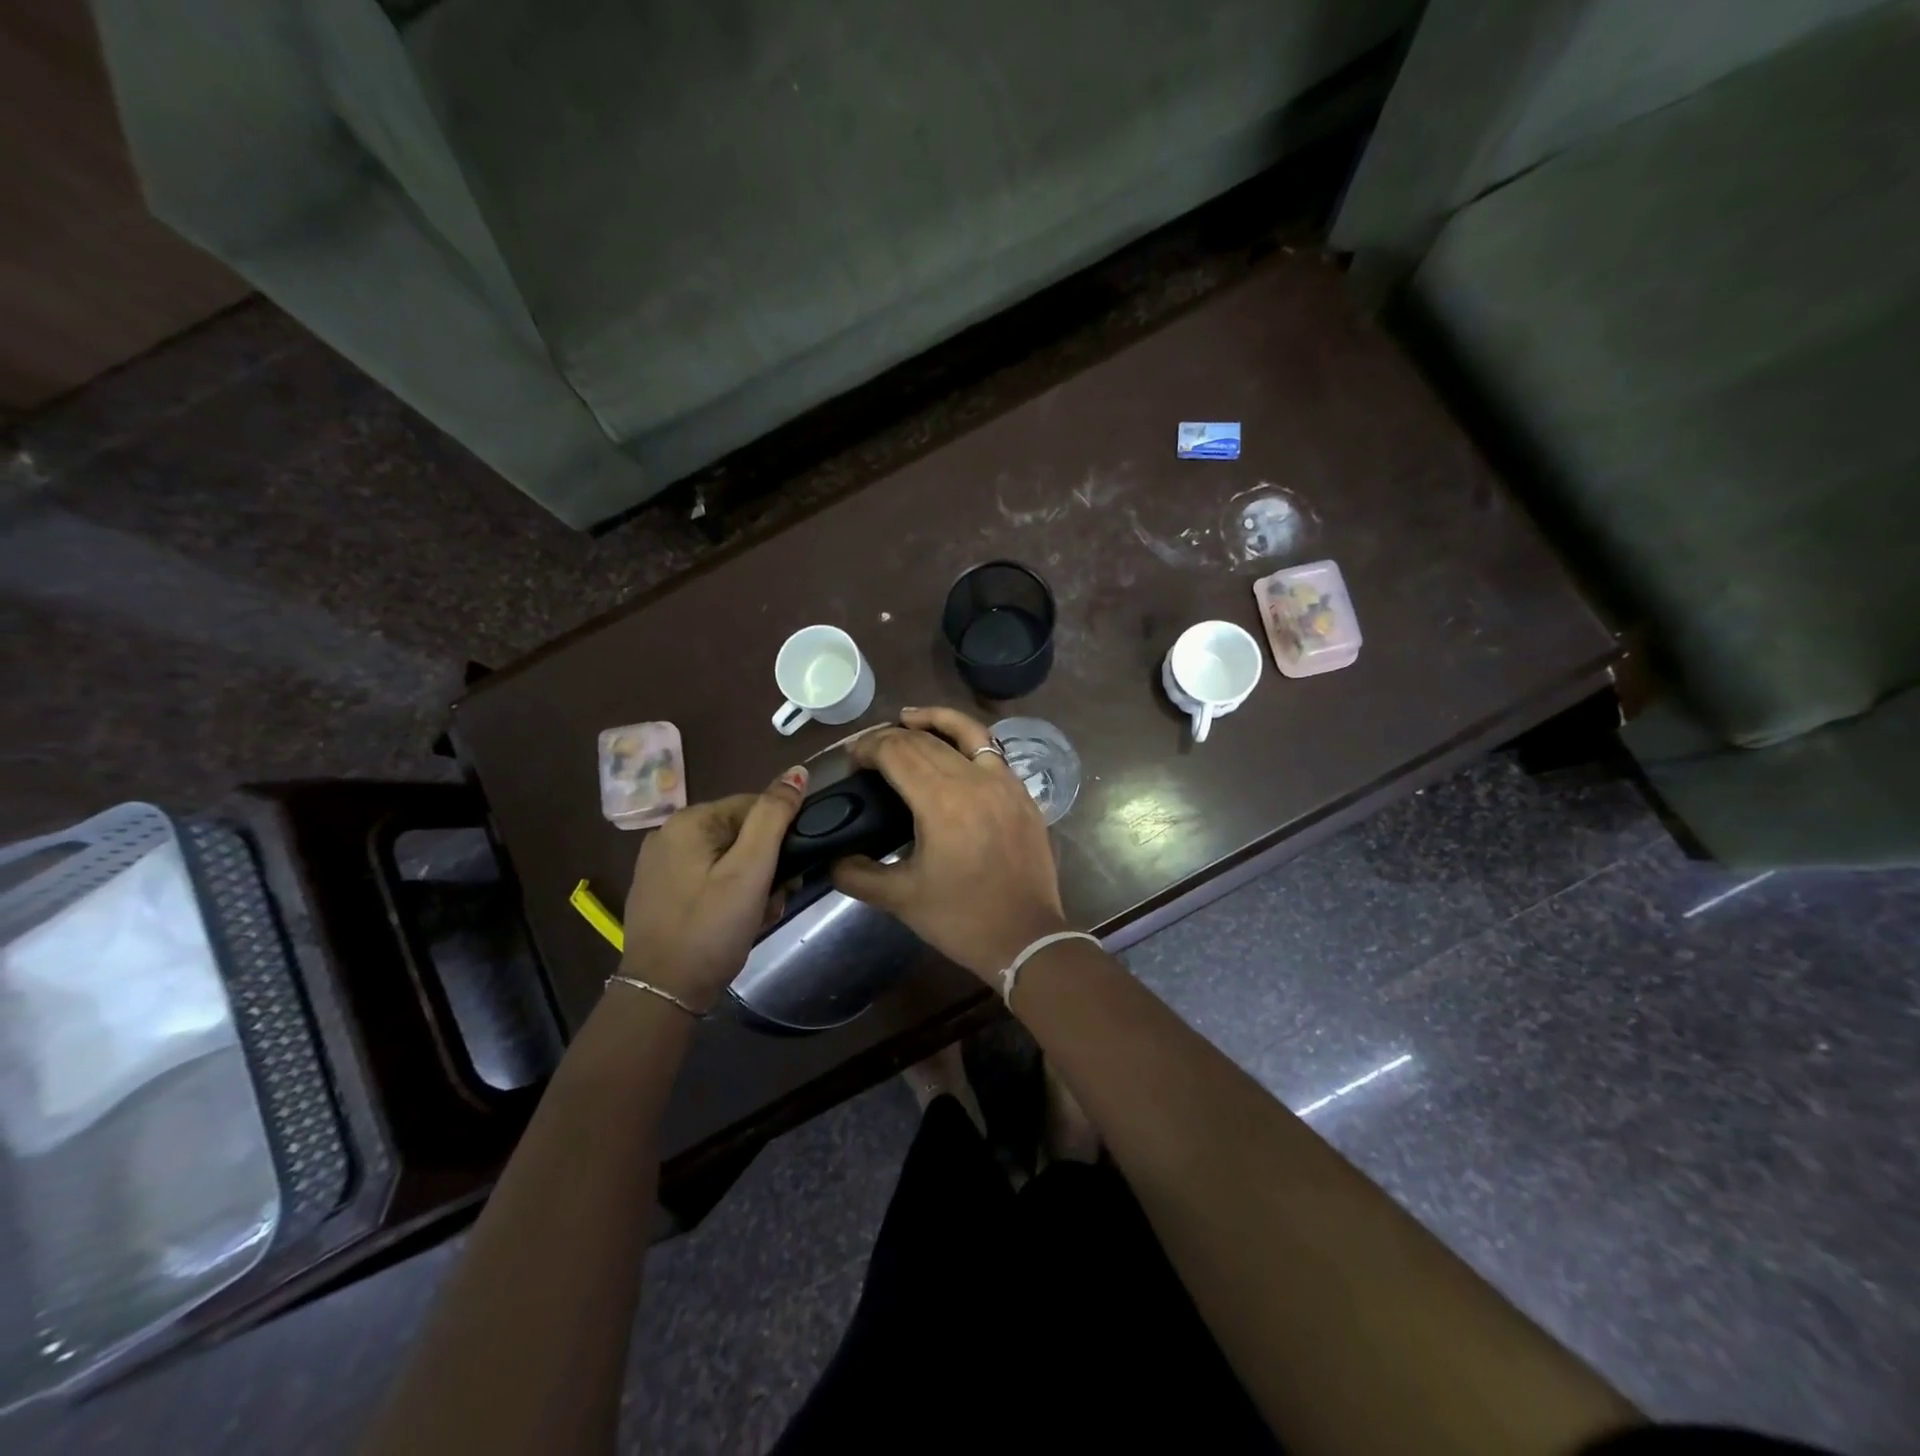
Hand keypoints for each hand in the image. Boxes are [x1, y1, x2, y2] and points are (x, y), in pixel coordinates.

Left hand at [620, 766, 807, 1010]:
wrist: (662, 993)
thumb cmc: (712, 928)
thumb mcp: (751, 871)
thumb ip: (774, 817)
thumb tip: (797, 771)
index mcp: (689, 821)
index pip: (755, 806)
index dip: (780, 837)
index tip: (790, 873)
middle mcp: (669, 834)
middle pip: (741, 834)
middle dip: (766, 865)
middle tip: (774, 899)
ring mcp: (661, 865)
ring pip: (728, 859)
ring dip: (752, 883)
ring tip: (757, 915)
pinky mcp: (661, 891)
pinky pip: (709, 878)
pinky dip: (729, 895)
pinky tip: (736, 922)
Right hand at [832, 707, 1068, 980]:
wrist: (1027, 938)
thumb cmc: (961, 919)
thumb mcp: (900, 899)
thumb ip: (857, 875)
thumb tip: (831, 860)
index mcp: (941, 802)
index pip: (897, 752)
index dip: (869, 748)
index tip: (851, 759)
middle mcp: (973, 780)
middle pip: (925, 741)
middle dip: (891, 737)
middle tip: (869, 750)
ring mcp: (1004, 782)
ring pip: (965, 733)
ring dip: (933, 720)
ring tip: (908, 718)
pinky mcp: (1022, 792)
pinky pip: (992, 750)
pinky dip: (968, 738)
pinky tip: (954, 746)